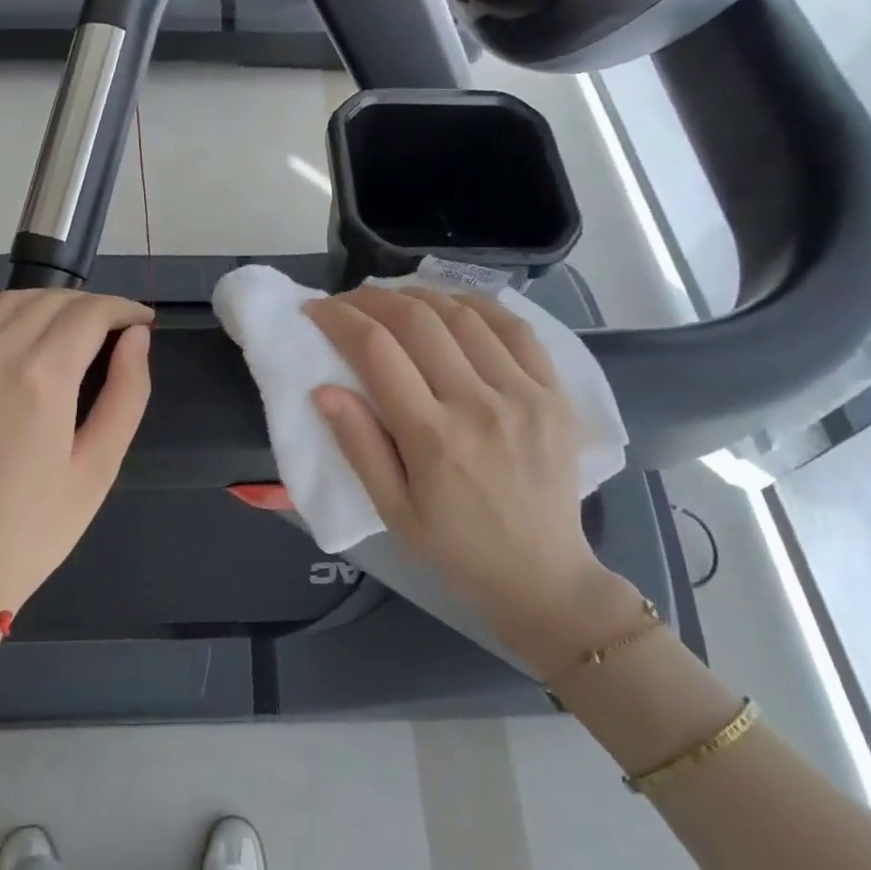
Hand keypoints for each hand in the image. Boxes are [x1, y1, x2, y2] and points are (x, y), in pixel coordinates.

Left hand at [0, 290, 153, 616]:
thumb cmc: (34, 531)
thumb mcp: (99, 469)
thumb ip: (126, 394)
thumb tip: (137, 339)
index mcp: (42, 380)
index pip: (90, 314)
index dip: (124, 310)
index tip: (143, 323)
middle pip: (52, 302)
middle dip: (93, 307)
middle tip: (117, 332)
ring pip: (8, 302)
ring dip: (48, 303)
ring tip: (73, 328)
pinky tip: (7, 317)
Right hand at [304, 286, 638, 662]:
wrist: (543, 574)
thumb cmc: (456, 548)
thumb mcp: (392, 510)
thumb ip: (359, 446)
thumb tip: (323, 389)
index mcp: (432, 437)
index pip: (376, 351)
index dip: (339, 320)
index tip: (316, 310)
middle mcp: (479, 404)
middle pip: (418, 320)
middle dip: (372, 299)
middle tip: (348, 301)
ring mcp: (524, 393)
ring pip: (465, 315)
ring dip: (420, 295)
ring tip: (393, 300)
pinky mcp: (554, 393)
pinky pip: (516, 328)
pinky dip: (477, 306)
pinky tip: (453, 306)